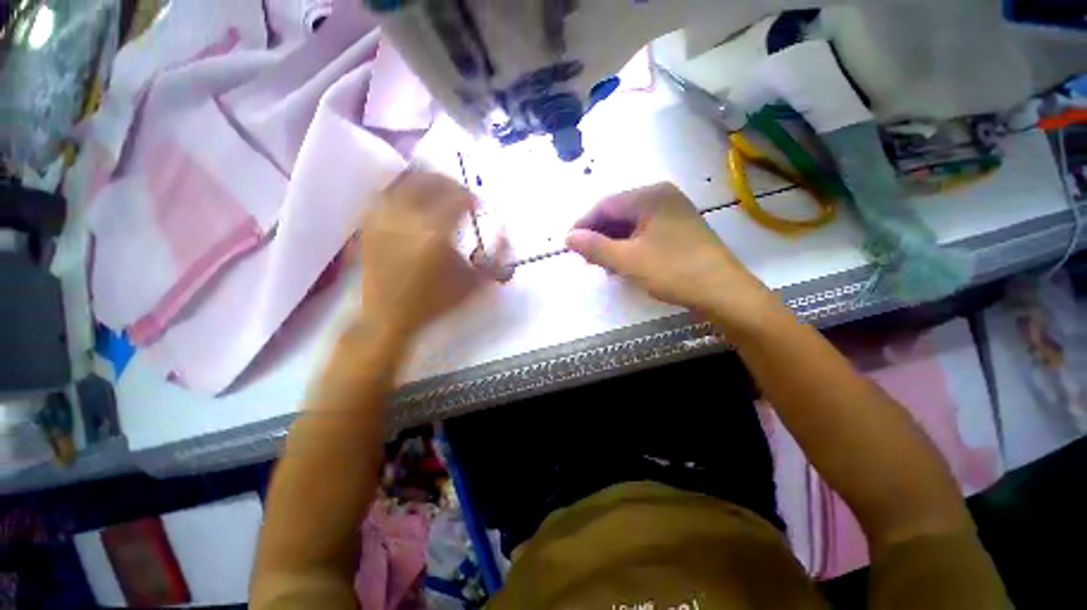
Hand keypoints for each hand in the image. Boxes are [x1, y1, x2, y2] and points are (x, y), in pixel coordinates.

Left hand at [358, 171, 484, 336]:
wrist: (388, 317)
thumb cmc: (435, 302)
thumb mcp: (474, 285)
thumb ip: (496, 257)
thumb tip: (504, 230)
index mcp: (435, 234)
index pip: (457, 198)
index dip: (471, 197)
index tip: (479, 204)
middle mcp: (407, 218)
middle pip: (430, 181)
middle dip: (450, 182)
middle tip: (461, 193)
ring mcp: (383, 218)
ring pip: (406, 182)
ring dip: (427, 181)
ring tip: (439, 192)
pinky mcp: (369, 224)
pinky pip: (386, 193)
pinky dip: (403, 190)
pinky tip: (413, 200)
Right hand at [566, 183, 775, 323]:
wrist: (723, 291)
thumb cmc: (672, 271)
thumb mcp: (627, 260)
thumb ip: (594, 247)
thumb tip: (568, 237)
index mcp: (650, 195)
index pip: (605, 205)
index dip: (583, 224)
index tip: (568, 244)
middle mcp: (662, 197)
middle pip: (618, 213)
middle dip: (598, 236)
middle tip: (585, 258)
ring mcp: (672, 212)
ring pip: (630, 225)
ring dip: (612, 243)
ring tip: (602, 265)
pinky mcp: (678, 229)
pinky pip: (644, 233)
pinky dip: (629, 247)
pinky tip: (622, 263)